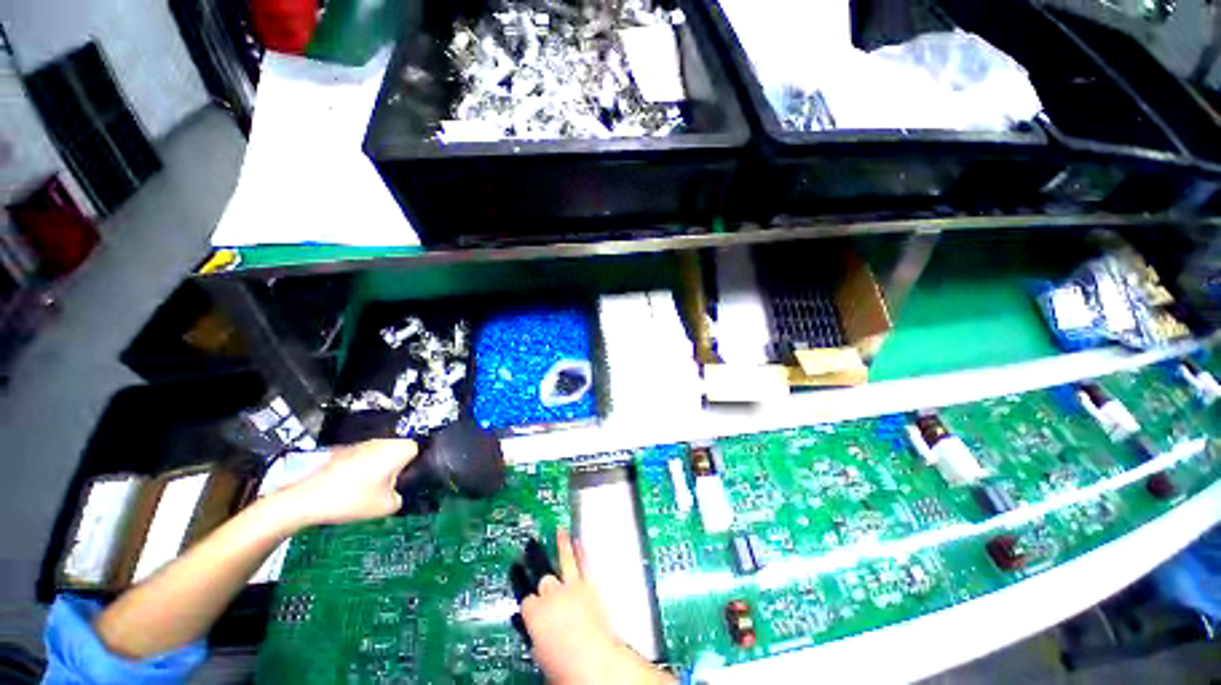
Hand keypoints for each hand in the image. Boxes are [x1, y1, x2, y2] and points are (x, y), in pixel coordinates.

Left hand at [277, 439, 417, 528]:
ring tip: (366, 491)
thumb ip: (401, 496)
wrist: (305, 500)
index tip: (402, 482)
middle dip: (395, 466)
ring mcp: (359, 445)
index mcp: (396, 449)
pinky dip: (360, 470)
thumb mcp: (387, 506)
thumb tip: (396, 493)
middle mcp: (380, 441)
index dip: (412, 466)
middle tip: (386, 488)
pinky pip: (361, 459)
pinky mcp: (342, 452)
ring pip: (379, 454)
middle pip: (398, 450)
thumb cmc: (351, 499)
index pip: (417, 450)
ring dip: (377, 468)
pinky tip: (349, 489)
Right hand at [520, 531, 671, 684]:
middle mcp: (550, 595)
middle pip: (543, 580)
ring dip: (561, 545)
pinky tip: (578, 539)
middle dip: (544, 584)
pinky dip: (580, 551)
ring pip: (563, 562)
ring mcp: (571, 587)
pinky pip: (583, 563)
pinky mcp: (589, 586)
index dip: (529, 606)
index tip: (528, 603)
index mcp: (534, 614)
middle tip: (542, 580)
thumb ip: (536, 637)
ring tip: (558, 530)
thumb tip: (536, 635)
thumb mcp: (540, 655)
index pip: (525, 601)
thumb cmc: (565, 668)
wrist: (595, 664)